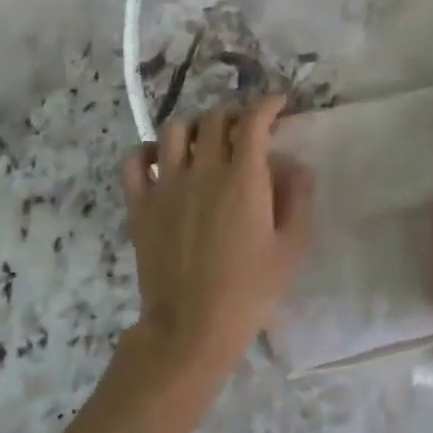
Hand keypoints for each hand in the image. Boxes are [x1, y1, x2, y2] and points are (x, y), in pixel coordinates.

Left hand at [121, 95, 314, 382]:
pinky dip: (148, 150)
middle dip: (235, 115)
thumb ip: (298, 199)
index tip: (278, 104)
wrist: (191, 328)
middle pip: (214, 119)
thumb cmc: (250, 290)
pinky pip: (134, 160)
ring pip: (174, 130)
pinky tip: (162, 159)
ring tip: (205, 140)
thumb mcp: (291, 248)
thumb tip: (298, 164)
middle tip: (247, 129)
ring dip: (194, 126)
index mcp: (243, 178)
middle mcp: (203, 170)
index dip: (267, 104)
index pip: (252, 121)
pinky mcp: (140, 205)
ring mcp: (166, 185)